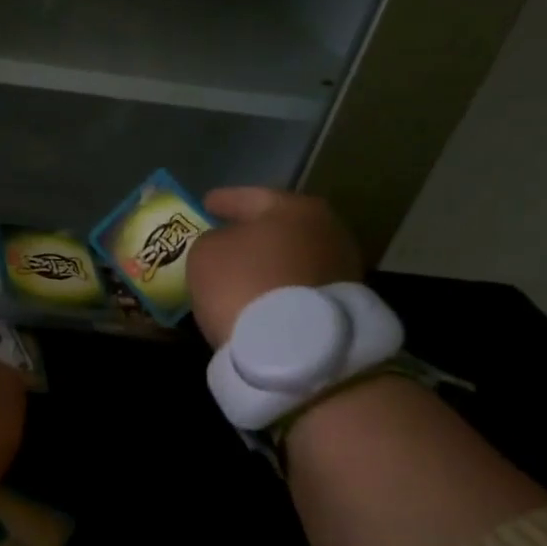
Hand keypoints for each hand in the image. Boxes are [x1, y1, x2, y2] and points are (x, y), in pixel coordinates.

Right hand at [186, 188, 363, 347]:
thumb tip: (226, 246)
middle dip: (250, 233)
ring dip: (266, 264)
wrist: (295, 349)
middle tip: (223, 239)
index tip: (205, 204)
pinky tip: (256, 298)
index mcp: (295, 207)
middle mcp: (327, 231)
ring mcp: (341, 270)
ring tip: (238, 274)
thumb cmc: (244, 283)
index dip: (224, 200)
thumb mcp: (206, 252)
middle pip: (278, 228)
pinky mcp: (341, 306)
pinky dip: (277, 288)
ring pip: (290, 259)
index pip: (250, 196)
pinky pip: (297, 288)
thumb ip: (213, 240)